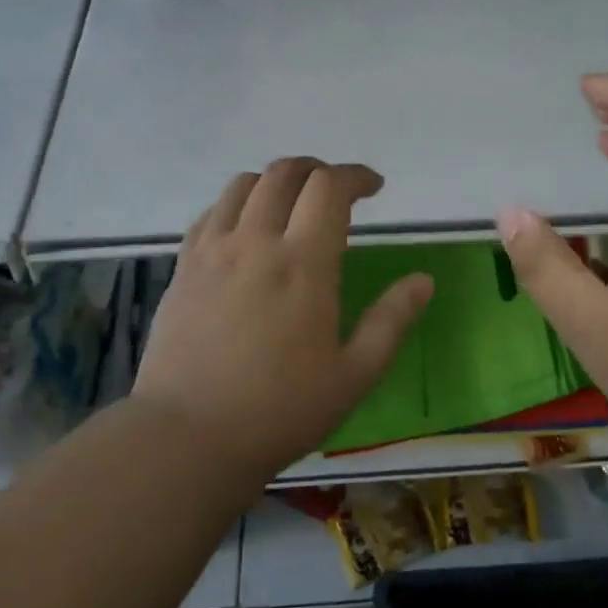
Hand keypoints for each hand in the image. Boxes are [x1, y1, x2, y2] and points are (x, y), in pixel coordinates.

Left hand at [134, 158, 433, 475]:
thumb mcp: (354, 374)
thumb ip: (392, 321)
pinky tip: (247, 230)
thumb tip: (423, 280)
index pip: (329, 187)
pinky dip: (237, 204)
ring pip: (243, 184)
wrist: (188, 437)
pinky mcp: (183, 267)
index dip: (356, 176)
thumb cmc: (280, 410)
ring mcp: (213, 251)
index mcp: (304, 263)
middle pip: (285, 173)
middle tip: (336, 190)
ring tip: (292, 204)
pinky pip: (210, 213)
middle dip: (317, 169)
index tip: (374, 187)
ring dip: (275, 181)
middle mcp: (256, 242)